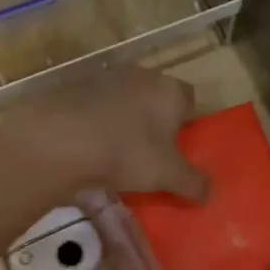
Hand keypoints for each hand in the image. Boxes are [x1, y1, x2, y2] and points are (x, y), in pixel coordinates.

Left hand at [1, 65, 208, 202]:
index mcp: (170, 91)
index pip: (190, 101)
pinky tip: (89, 149)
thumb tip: (210, 193)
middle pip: (156, 99)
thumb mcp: (167, 175)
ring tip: (118, 156)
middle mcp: (141, 76)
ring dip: (124, 123)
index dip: (188, 125)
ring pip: (124, 102)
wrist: (59, 139)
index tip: (181, 150)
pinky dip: (96, 125)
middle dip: (156, 124)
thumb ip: (193, 183)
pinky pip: (95, 109)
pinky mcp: (73, 89)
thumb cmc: (126, 152)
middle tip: (151, 156)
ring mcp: (104, 79)